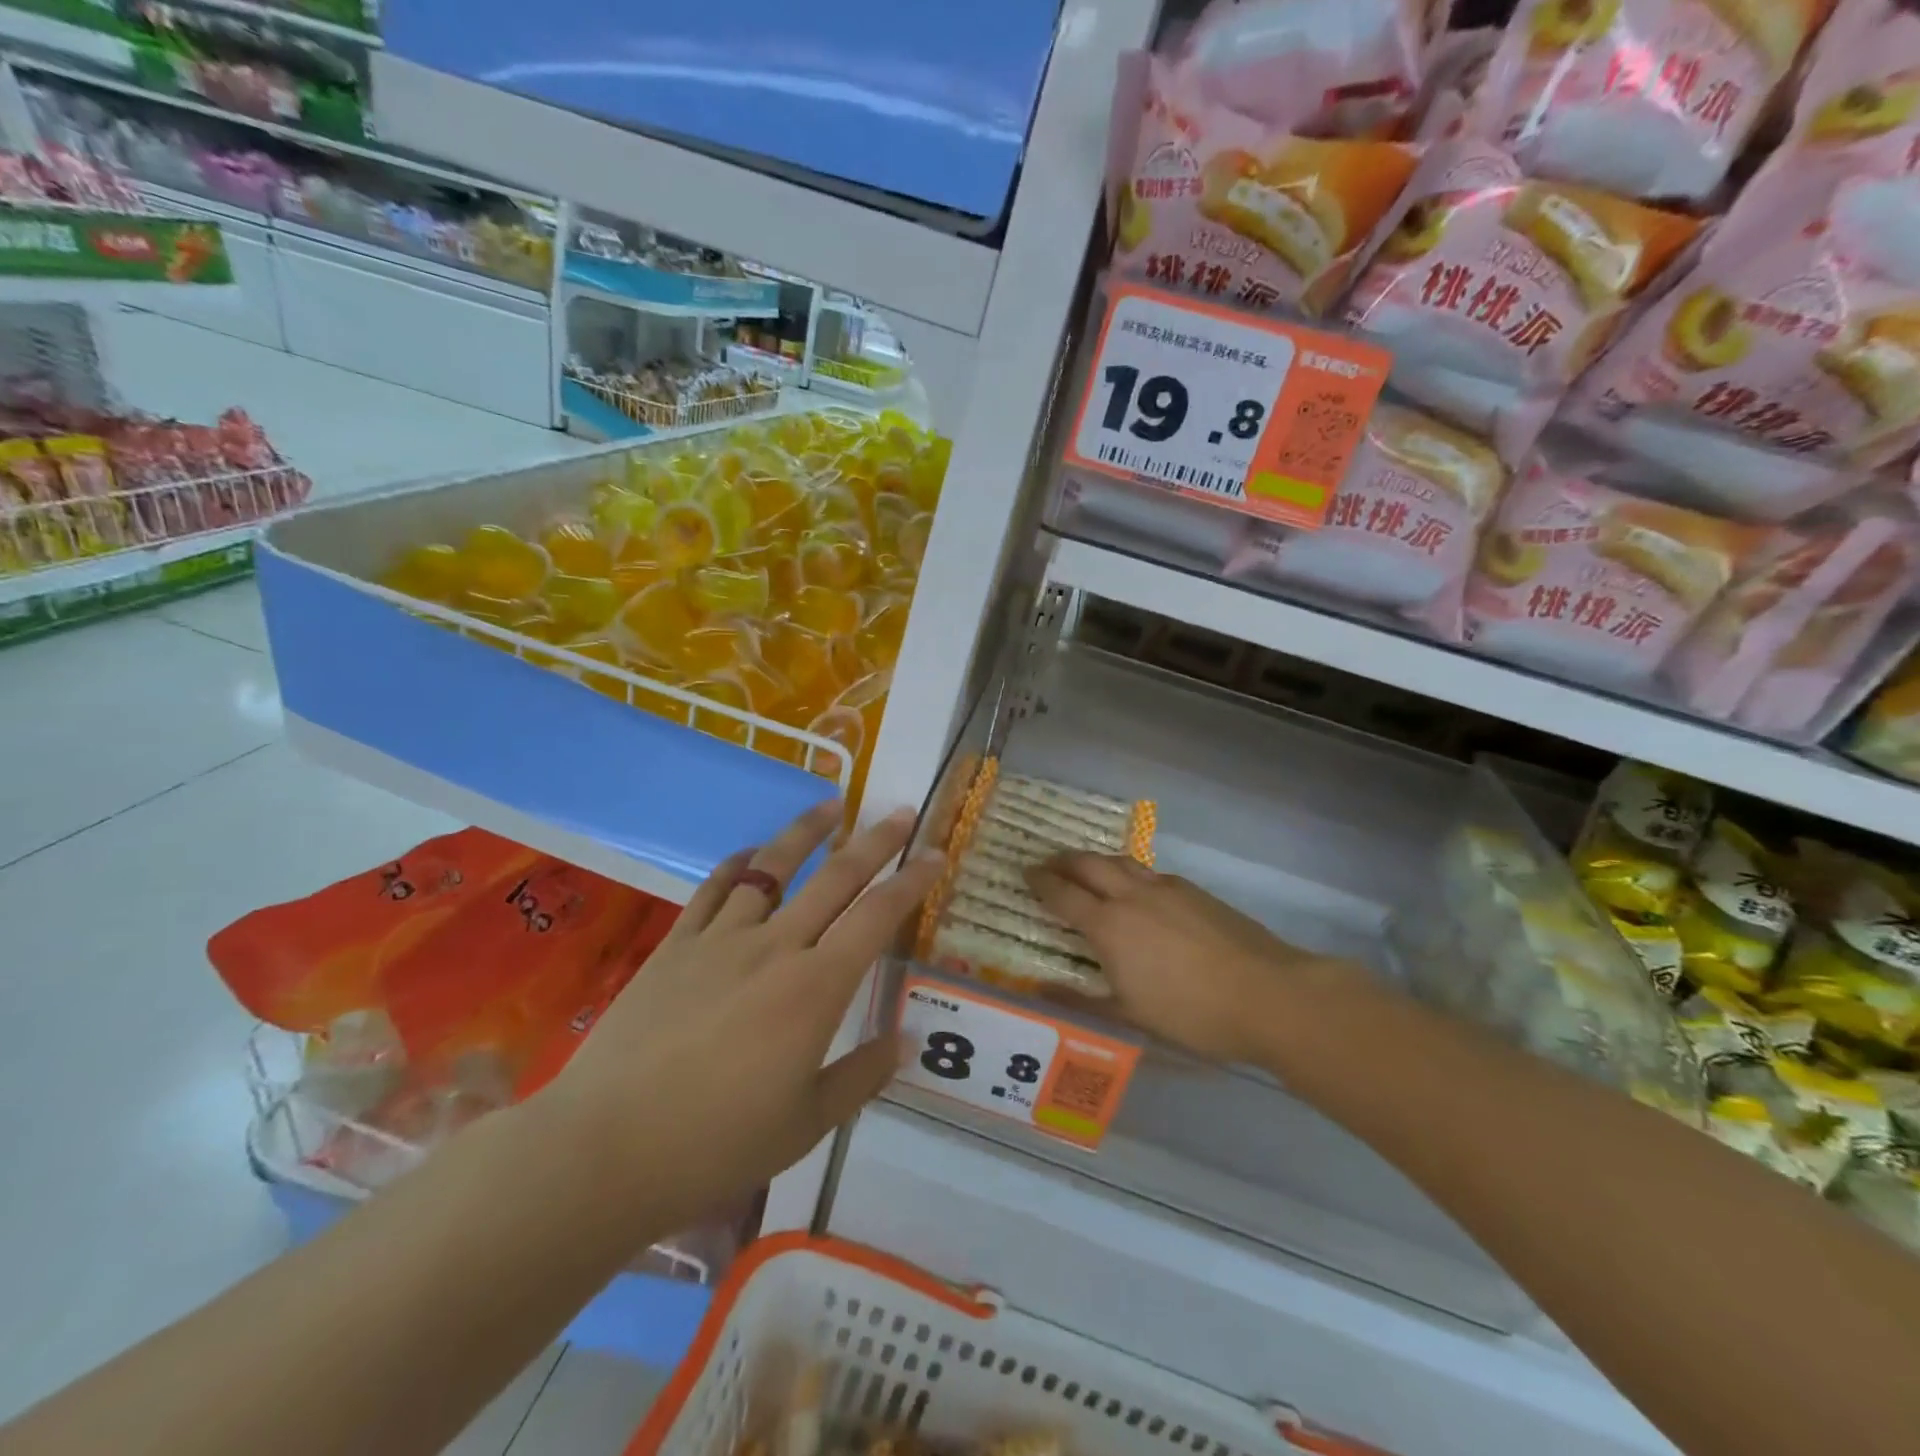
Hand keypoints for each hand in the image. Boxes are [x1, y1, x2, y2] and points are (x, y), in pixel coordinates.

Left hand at [539, 800, 942, 1232]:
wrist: (605, 1148)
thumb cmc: (717, 1144)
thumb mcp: (806, 1123)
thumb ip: (862, 1075)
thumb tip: (905, 1040)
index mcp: (816, 988)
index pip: (877, 917)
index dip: (911, 881)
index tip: (935, 854)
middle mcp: (776, 947)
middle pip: (836, 877)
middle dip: (875, 840)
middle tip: (901, 811)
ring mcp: (721, 939)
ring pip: (773, 868)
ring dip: (807, 832)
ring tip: (831, 805)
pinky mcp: (676, 945)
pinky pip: (714, 889)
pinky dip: (739, 865)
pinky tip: (751, 855)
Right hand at [1026, 853, 1357, 1067]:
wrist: (1268, 994)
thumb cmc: (1191, 1013)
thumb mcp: (1130, 1017)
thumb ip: (1082, 1001)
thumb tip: (1040, 991)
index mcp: (1109, 925)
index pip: (1063, 894)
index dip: (1041, 882)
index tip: (1025, 873)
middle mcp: (1132, 896)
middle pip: (1088, 864)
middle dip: (1063, 861)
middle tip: (1048, 864)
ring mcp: (1166, 888)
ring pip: (1120, 861)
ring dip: (1096, 861)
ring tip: (1087, 870)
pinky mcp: (1194, 891)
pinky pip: (1149, 873)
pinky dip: (1128, 873)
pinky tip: (1137, 890)